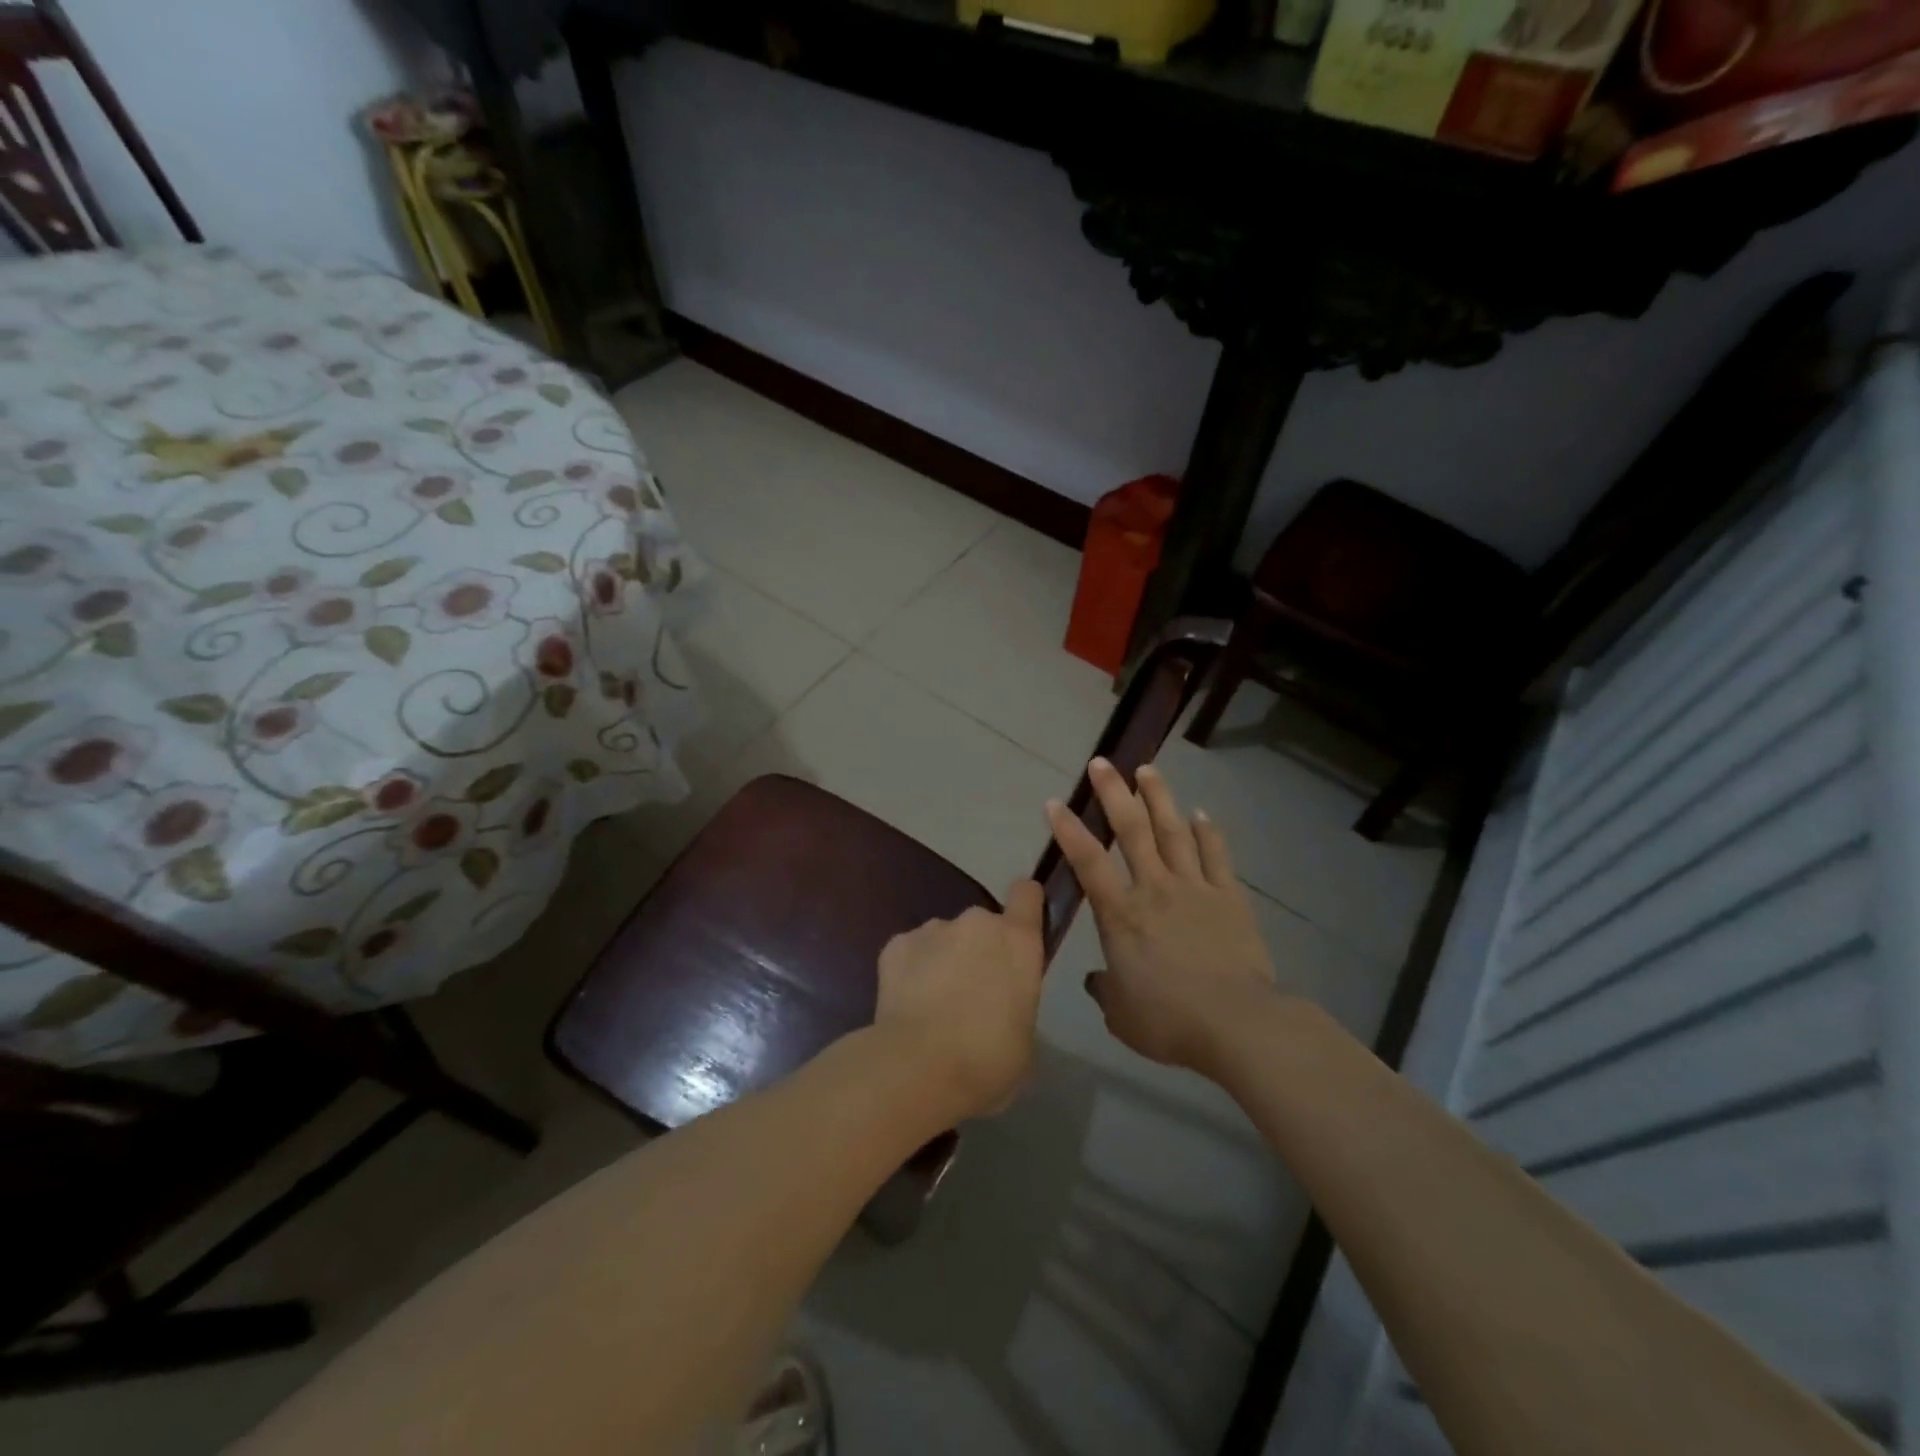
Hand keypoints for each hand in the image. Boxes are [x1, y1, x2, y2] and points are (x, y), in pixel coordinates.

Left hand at [872, 880, 1045, 1121]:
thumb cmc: (988, 1060)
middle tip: (972, 993)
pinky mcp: (895, 944)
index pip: (1027, 894)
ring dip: (943, 960)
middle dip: (979, 949)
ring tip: (933, 1005)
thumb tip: (1001, 1007)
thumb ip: (1016, 1004)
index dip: (1025, 905)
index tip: (1022, 925)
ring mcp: (932, 929)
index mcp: (1017, 941)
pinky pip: (910, 952)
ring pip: (944, 938)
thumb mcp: (1024, 1039)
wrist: (918, 1068)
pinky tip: (907, 1006)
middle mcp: (977, 923)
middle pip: (983, 924)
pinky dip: (910, 971)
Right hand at [1046, 759, 1277, 1075]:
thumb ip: (1105, 990)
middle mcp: (1154, 889)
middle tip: (1102, 762)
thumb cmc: (1169, 1021)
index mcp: (1121, 915)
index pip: (1088, 862)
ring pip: (1173, 831)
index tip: (1054, 802)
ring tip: (1147, 769)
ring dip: (1159, 798)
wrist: (1238, 1025)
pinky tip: (1200, 813)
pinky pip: (1216, 855)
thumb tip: (1097, 980)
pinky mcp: (1229, 896)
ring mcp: (1194, 888)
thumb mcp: (1121, 1015)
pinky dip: (1208, 831)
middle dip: (1114, 793)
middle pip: (1131, 830)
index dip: (1069, 830)